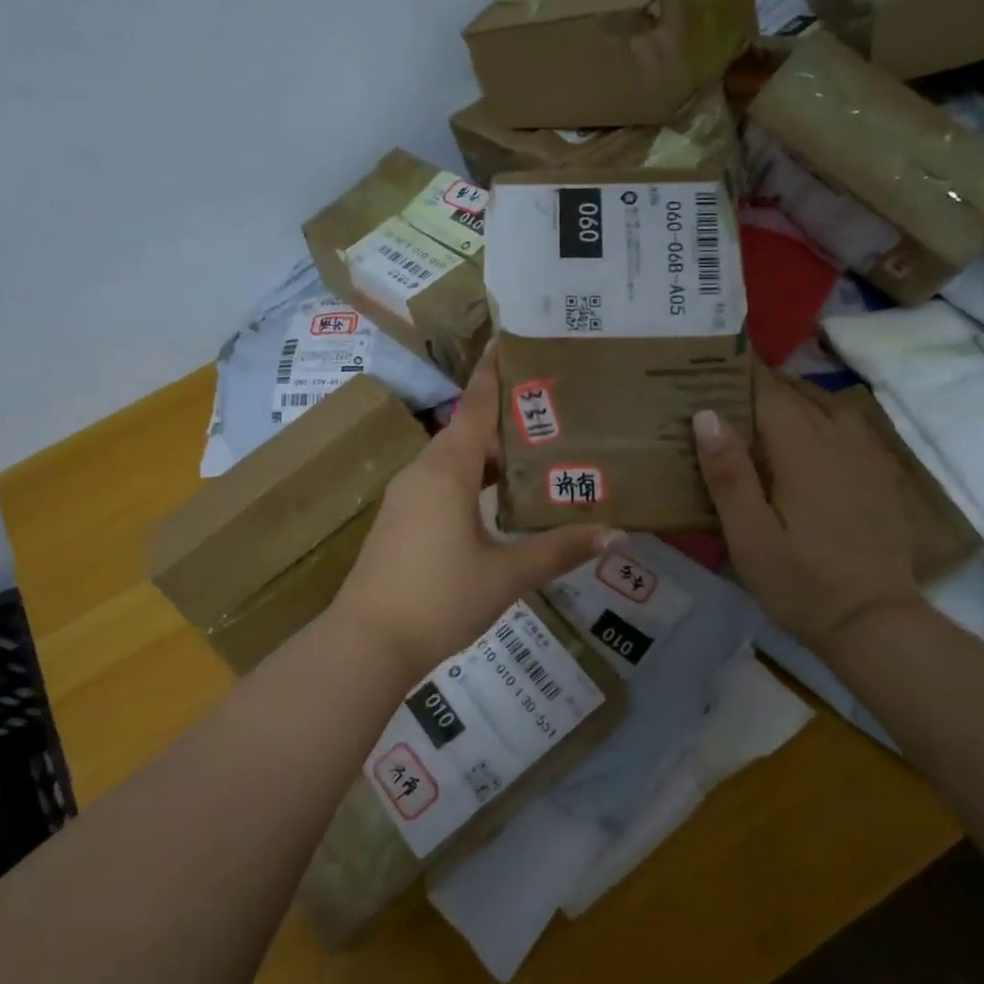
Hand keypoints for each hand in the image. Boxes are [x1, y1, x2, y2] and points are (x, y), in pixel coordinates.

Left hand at [330, 348, 619, 684]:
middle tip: (550, 411)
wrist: (368, 641)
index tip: (508, 341)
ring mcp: (405, 497)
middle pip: (465, 432)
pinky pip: (439, 483)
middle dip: (503, 420)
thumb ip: (559, 550)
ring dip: (487, 455)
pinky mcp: (399, 521)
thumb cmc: (440, 598)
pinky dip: (469, 480)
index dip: (493, 375)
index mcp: (447, 471)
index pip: (474, 408)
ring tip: (532, 455)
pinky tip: (495, 501)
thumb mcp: (506, 575)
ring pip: (451, 461)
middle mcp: (422, 473)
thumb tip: (615, 534)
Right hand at [693, 364, 922, 655]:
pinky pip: (852, 428)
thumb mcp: (748, 535)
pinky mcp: (881, 478)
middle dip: (763, 384)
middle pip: (800, 395)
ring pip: (831, 407)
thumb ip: (728, 473)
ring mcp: (867, 459)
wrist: (875, 622)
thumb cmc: (801, 582)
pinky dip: (826, 417)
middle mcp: (840, 443)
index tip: (712, 360)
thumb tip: (706, 414)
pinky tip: (812, 436)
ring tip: (765, 406)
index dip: (741, 373)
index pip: (770, 393)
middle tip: (724, 386)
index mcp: (804, 452)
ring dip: (797, 398)